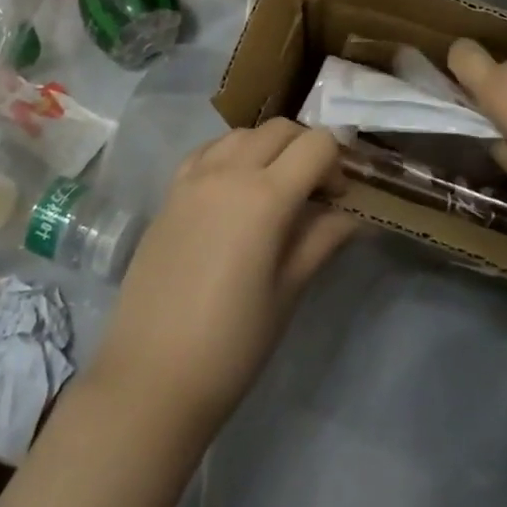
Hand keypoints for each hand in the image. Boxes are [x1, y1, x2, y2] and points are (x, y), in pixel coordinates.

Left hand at [89, 118, 360, 439]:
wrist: (152, 376)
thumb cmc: (232, 343)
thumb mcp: (288, 291)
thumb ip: (322, 239)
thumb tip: (354, 215)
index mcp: (265, 196)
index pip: (317, 145)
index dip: (337, 164)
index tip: (338, 199)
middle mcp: (228, 171)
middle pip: (280, 129)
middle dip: (306, 149)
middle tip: (314, 192)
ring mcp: (193, 177)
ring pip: (243, 134)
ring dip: (268, 148)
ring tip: (274, 189)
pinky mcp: (170, 191)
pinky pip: (207, 151)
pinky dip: (230, 154)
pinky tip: (233, 190)